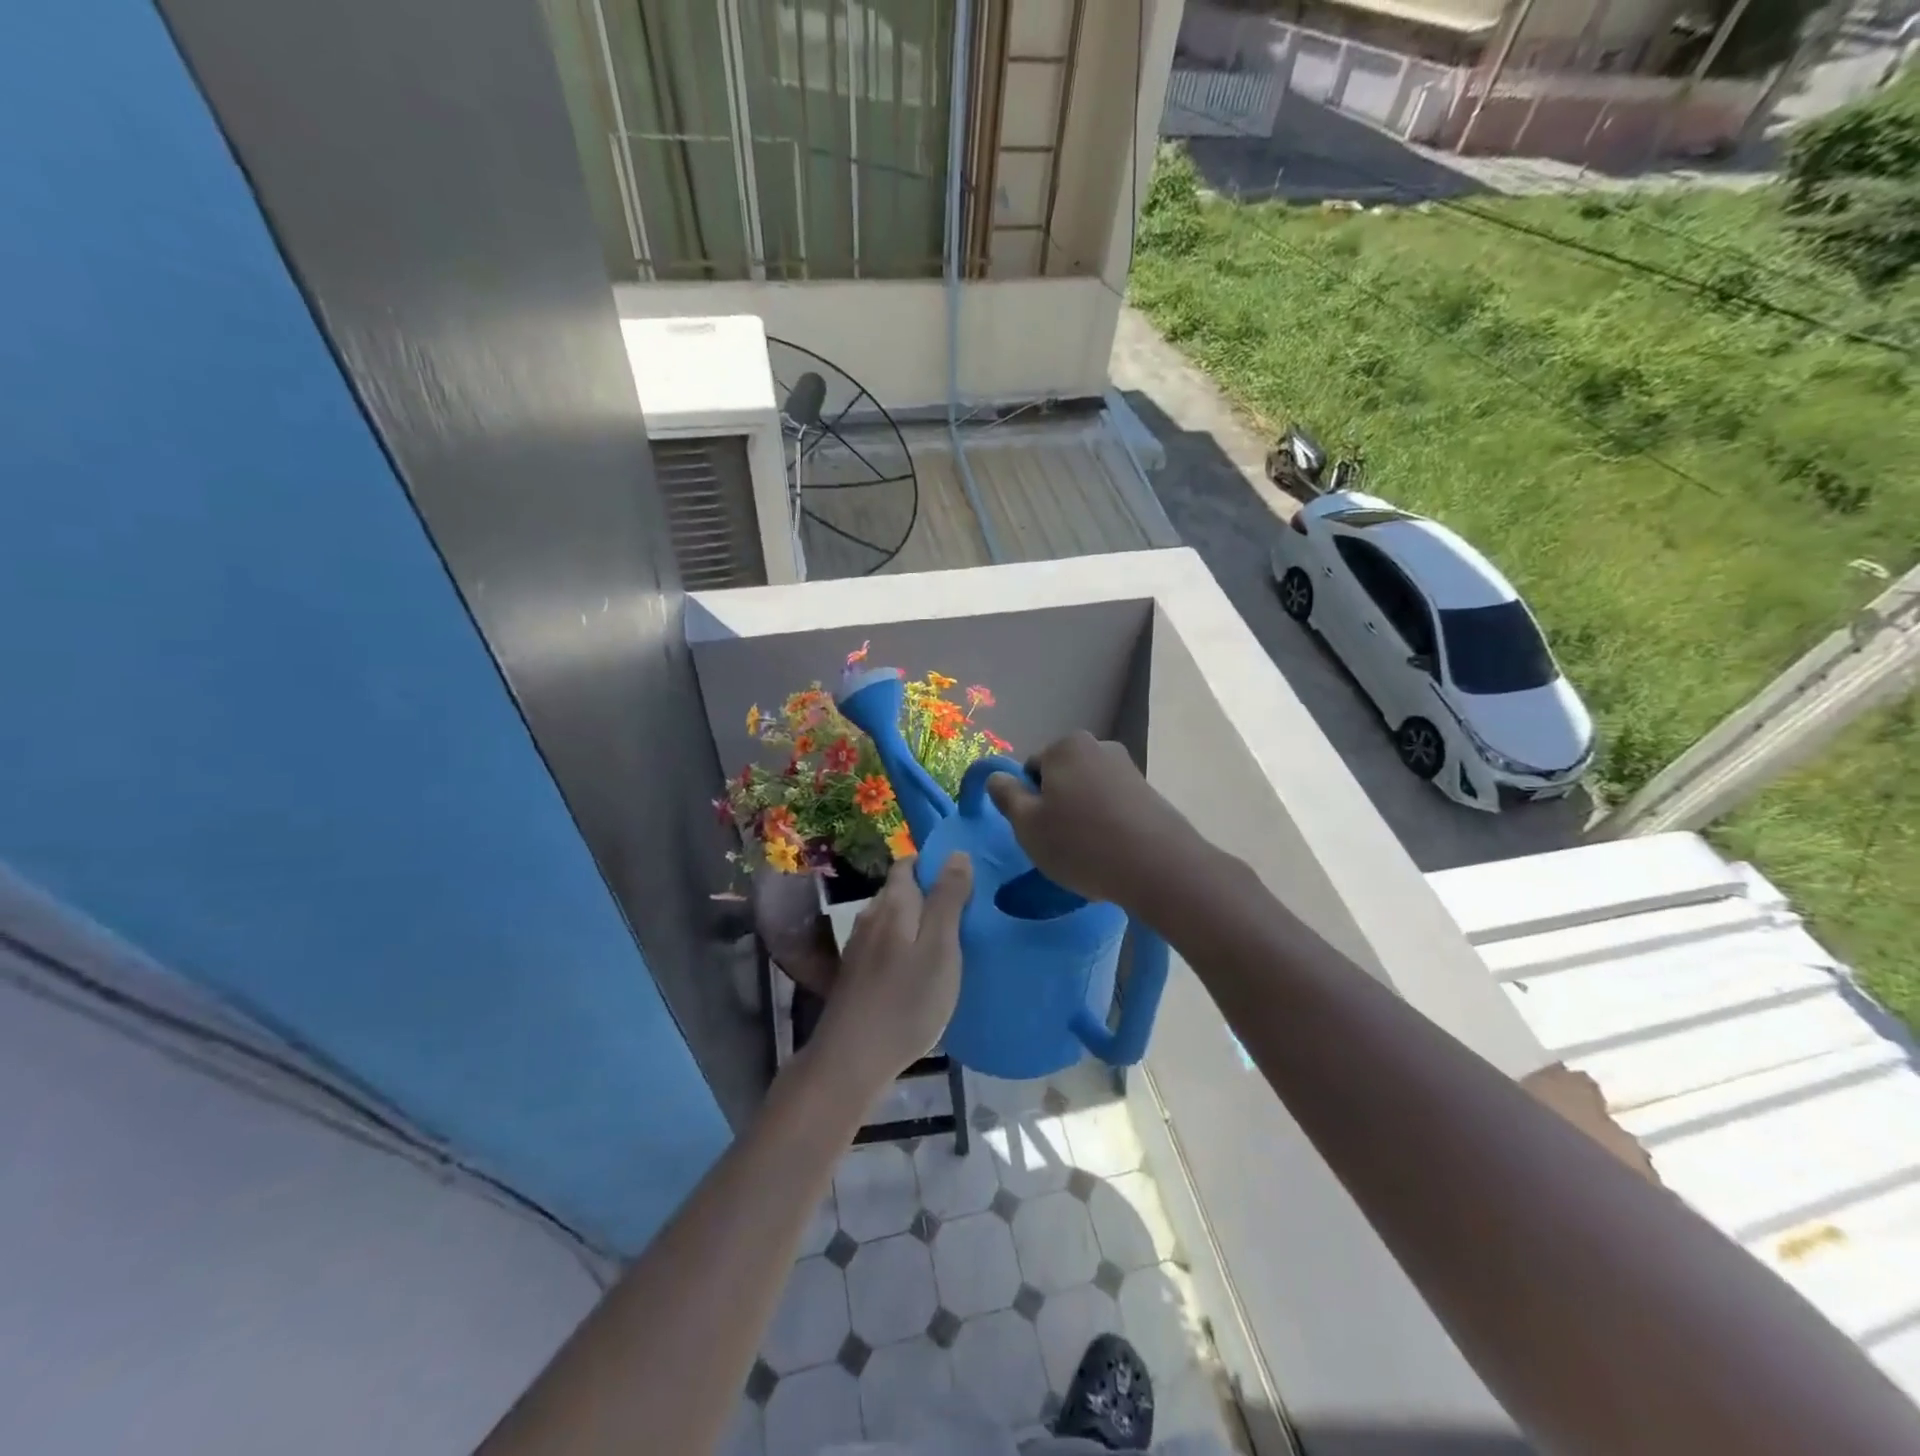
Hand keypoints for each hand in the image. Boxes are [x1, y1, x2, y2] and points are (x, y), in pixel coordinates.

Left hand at [812, 853, 972, 1089]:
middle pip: (900, 891)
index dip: (934, 864)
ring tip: (949, 941)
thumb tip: (956, 853)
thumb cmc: (906, 1001)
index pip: (908, 864)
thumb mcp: (940, 947)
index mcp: (893, 904)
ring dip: (918, 923)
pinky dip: (905, 947)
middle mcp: (871, 916)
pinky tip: (921, 970)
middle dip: (929, 894)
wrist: (852, 1060)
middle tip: (966, 913)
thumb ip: (948, 899)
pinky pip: (886, 945)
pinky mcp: (856, 974)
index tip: (965, 879)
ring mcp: (859, 947)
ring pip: (893, 920)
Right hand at [986, 732, 1197, 911]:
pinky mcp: (1150, 795)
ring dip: (1082, 818)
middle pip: (1061, 779)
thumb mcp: (1027, 824)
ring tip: (1088, 854)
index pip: (1031, 769)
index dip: (1028, 802)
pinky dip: (1107, 826)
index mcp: (1065, 746)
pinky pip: (1114, 808)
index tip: (1038, 831)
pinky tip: (1111, 855)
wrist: (1158, 867)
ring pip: (1088, 794)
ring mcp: (1129, 769)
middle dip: (1057, 807)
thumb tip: (996, 777)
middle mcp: (1099, 747)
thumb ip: (1006, 796)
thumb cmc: (1081, 843)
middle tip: (1058, 844)